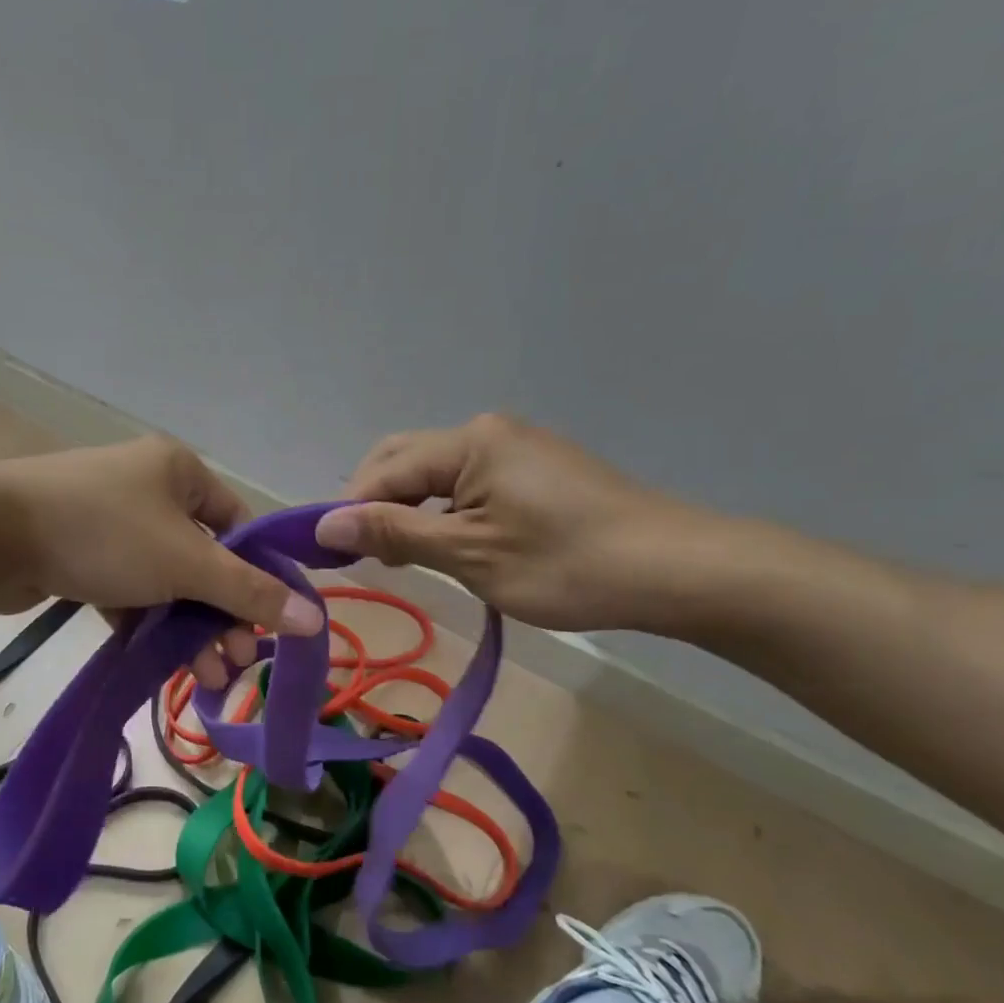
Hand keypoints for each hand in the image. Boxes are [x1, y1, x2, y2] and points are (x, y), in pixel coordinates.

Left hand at [0, 437, 322, 686]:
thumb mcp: (185, 562)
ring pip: (167, 582)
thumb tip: (316, 619)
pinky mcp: (81, 556)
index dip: (261, 577)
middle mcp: (149, 490)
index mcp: (179, 472)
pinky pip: (130, 593)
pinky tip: (162, 665)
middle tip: (236, 664)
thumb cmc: (102, 533)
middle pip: (205, 559)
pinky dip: (148, 626)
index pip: (240, 525)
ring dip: (188, 629)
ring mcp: (112, 524)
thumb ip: (249, 592)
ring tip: (206, 679)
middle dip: (223, 615)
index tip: (273, 628)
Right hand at [314, 413, 721, 632]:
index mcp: (469, 442)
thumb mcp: (470, 554)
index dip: (349, 512)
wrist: (679, 570)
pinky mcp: (536, 471)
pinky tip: (445, 545)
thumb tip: (324, 525)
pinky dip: (442, 512)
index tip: (327, 557)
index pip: (384, 472)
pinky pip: (466, 484)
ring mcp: (515, 449)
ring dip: (407, 510)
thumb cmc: (567, 564)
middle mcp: (487, 432)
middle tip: (366, 557)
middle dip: (374, 505)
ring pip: (434, 474)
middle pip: (403, 461)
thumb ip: (394, 532)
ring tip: (401, 557)